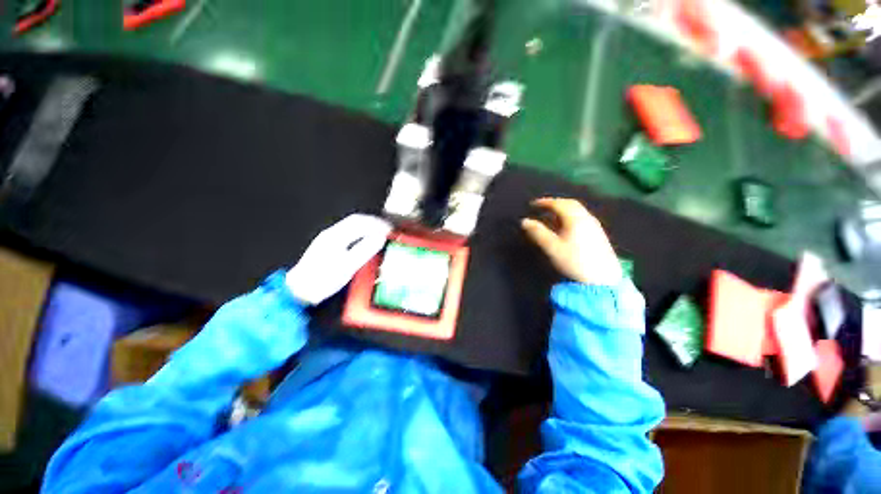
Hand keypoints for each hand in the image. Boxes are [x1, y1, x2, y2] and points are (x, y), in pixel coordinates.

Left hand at [287, 214, 391, 304]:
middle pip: (356, 220)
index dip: (377, 223)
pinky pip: (348, 232)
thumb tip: (380, 237)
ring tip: (380, 232)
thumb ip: (365, 249)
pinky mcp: (327, 245)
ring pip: (351, 225)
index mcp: (336, 235)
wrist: (299, 290)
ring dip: (367, 226)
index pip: (360, 222)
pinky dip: (361, 232)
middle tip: (387, 229)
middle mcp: (331, 233)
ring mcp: (327, 238)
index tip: (390, 229)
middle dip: (373, 222)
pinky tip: (365, 239)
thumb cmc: (324, 279)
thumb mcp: (348, 266)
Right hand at [521, 198, 621, 285]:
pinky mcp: (598, 233)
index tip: (532, 204)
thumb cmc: (574, 261)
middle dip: (555, 203)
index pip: (559, 204)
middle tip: (542, 207)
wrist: (601, 278)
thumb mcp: (552, 247)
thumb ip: (538, 232)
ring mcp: (594, 225)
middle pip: (570, 204)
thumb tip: (524, 221)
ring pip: (577, 210)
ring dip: (563, 209)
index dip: (544, 202)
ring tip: (551, 215)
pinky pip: (582, 217)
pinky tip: (565, 225)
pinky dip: (570, 216)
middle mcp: (586, 218)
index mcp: (575, 219)